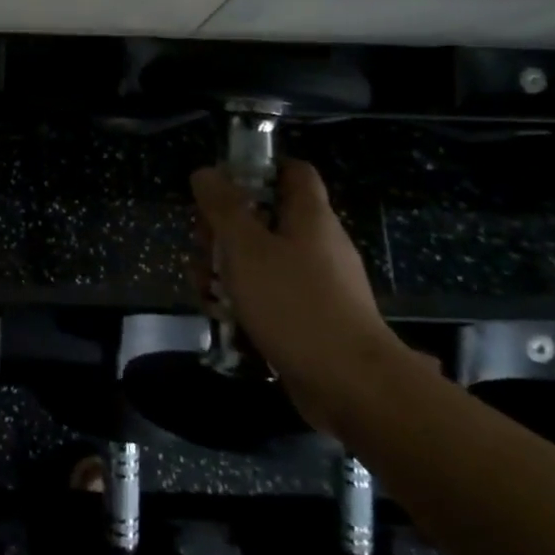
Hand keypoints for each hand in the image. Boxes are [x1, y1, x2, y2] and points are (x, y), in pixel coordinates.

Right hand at [190, 160, 404, 430]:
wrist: (352, 386)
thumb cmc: (295, 304)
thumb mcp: (246, 248)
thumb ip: (223, 207)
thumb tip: (206, 172)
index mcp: (310, 216)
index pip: (292, 171)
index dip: (258, 169)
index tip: (222, 185)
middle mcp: (318, 243)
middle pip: (266, 217)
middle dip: (225, 229)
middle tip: (202, 246)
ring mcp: (318, 283)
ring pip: (262, 259)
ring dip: (227, 268)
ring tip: (204, 290)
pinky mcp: (312, 318)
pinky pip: (271, 295)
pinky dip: (244, 300)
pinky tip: (222, 317)